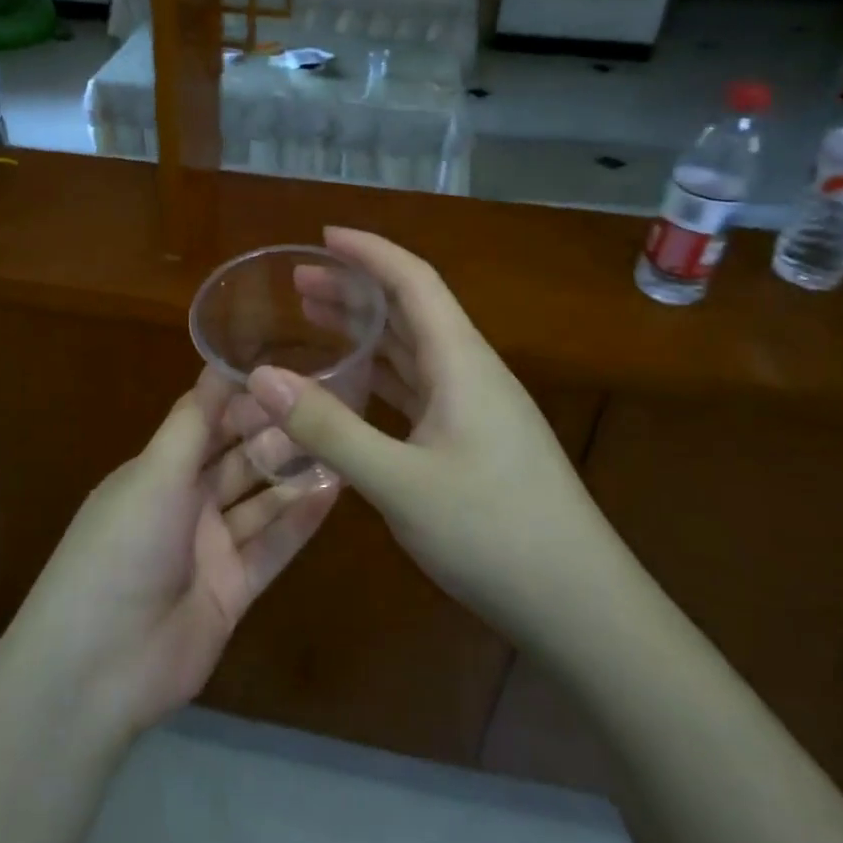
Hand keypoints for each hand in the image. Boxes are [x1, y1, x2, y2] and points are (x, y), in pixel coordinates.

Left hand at [6, 368, 337, 741]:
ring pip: (260, 502)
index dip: (242, 399)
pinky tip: (334, 492)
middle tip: (327, 407)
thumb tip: (219, 362)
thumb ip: (194, 421)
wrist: (101, 665)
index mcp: (157, 471)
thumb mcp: (154, 472)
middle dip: (275, 436)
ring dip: (294, 476)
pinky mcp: (233, 591)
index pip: (206, 422)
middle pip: (238, 460)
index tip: (288, 372)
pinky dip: (299, 522)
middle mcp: (184, 504)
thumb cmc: (122, 547)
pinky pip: (272, 548)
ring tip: (340, 443)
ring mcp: (210, 549)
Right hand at [245, 228, 618, 638]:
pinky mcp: (473, 440)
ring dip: (369, 332)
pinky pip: (419, 388)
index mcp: (462, 362)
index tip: (323, 237)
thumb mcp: (400, 482)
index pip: (414, 281)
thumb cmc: (494, 533)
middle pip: (411, 311)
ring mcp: (475, 408)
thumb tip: (262, 376)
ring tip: (315, 320)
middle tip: (299, 282)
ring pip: (414, 351)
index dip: (369, 252)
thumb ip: (329, 428)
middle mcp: (470, 372)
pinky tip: (354, 385)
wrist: (579, 605)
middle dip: (357, 289)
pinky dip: (382, 375)